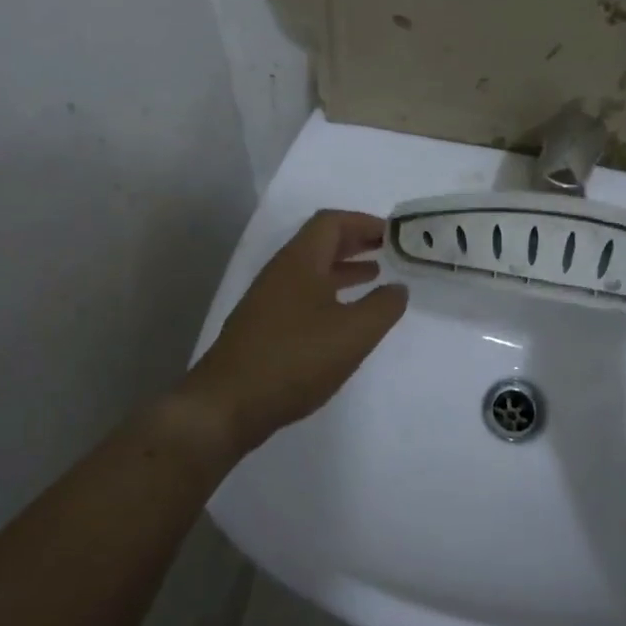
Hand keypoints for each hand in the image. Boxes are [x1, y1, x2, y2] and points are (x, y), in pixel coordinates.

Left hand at [181, 209, 407, 455]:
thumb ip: (383, 306)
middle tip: (388, 249)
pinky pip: (303, 294)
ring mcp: (268, 300)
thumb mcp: (353, 333)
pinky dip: (329, 293)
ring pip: (312, 270)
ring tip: (374, 277)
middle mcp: (281, 272)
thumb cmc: (295, 359)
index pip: (332, 222)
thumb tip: (398, 288)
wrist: (228, 403)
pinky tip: (343, 317)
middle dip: (356, 242)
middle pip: (320, 242)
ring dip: (344, 268)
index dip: (364, 222)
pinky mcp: (263, 326)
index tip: (393, 233)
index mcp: (300, 261)